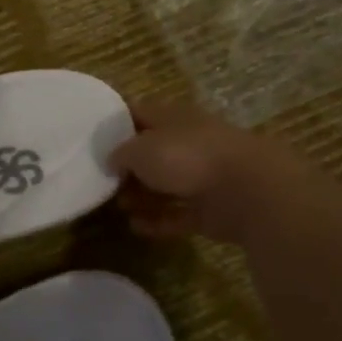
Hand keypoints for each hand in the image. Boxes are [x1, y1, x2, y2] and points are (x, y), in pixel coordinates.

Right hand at [112, 99, 335, 245]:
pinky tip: (136, 227)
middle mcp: (189, 143)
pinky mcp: (212, 210)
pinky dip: (158, 221)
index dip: (117, 122)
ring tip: (118, 206)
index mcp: (173, 118)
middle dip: (128, 166)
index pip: (139, 112)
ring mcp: (203, 177)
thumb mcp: (140, 148)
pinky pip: (178, 214)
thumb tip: (111, 159)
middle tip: (103, 180)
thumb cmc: (187, 157)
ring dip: (142, 196)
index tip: (93, 136)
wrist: (248, 190)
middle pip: (152, 152)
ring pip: (166, 184)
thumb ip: (120, 152)